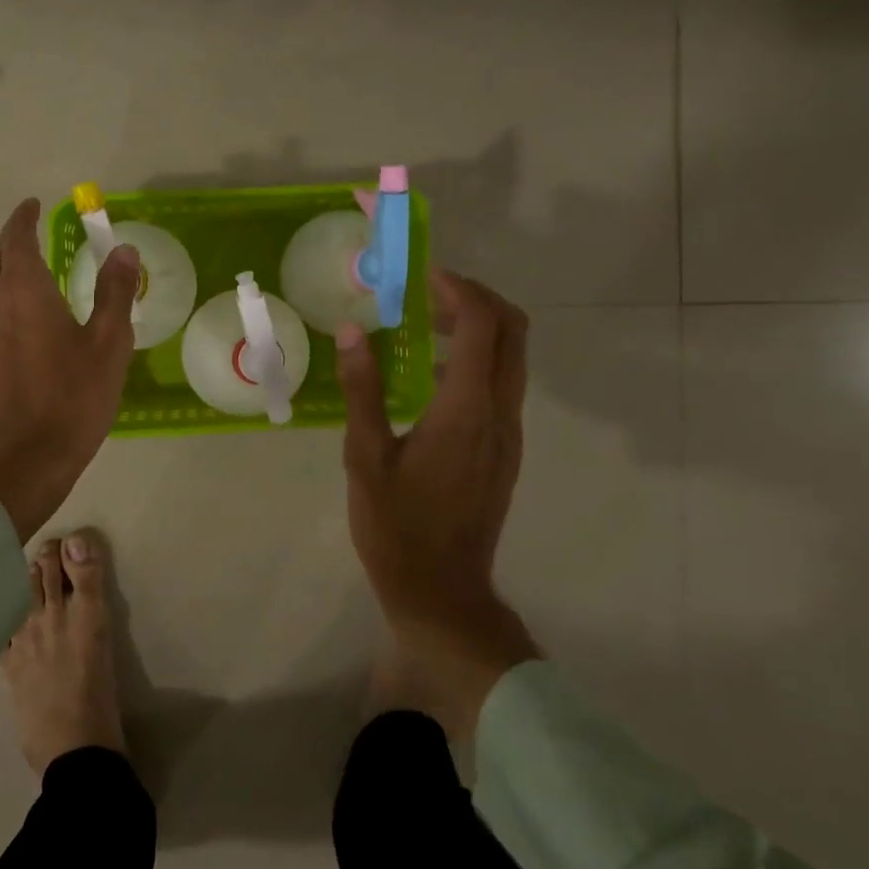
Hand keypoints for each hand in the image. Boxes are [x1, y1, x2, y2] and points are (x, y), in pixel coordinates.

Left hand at [0, 198, 139, 540]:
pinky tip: (16, 331)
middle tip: (30, 238)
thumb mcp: (108, 345)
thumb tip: (124, 250)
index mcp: (24, 293)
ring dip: (1, 277)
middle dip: (10, 243)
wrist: (19, 466)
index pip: (16, 239)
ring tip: (27, 282)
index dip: (23, 218)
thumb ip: (116, 293)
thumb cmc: (71, 401)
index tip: (33, 205)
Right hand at [336, 270, 539, 736]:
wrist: (442, 592)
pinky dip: (478, 360)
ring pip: (513, 358)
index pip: (484, 325)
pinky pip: (503, 385)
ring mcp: (509, 434)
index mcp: (467, 410)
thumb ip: (364, 390)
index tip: (423, 276)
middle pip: (514, 332)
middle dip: (477, 299)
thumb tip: (355, 332)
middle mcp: (500, 414)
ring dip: (479, 328)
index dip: (459, 289)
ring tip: (425, 327)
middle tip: (428, 294)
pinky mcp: (505, 450)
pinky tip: (432, 377)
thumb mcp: (366, 456)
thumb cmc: (397, 527)